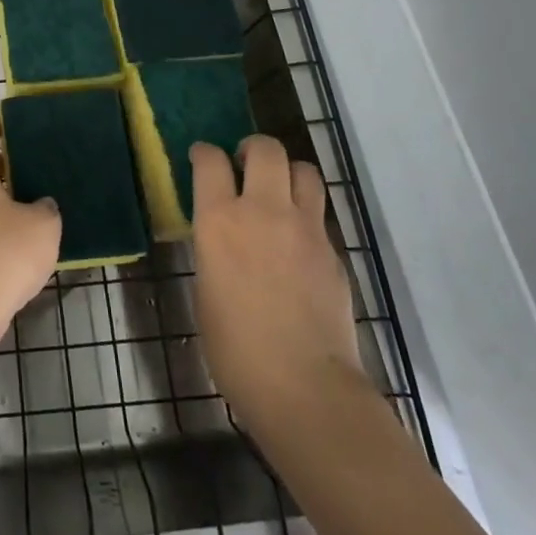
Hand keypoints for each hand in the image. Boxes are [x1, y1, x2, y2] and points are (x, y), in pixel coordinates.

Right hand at [191, 136, 364, 418]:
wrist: (303, 386)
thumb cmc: (235, 349)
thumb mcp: (205, 289)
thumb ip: (214, 251)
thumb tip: (222, 239)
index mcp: (219, 221)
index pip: (210, 161)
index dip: (204, 152)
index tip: (202, 157)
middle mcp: (263, 211)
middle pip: (265, 150)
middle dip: (252, 148)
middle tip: (243, 164)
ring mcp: (305, 228)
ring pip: (303, 170)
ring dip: (287, 171)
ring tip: (277, 190)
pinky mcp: (333, 250)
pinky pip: (319, 213)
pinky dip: (306, 212)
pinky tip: (296, 239)